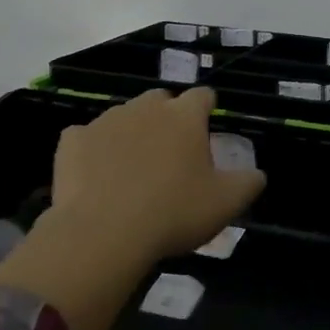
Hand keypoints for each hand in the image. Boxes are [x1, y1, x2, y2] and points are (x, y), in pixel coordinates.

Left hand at [48, 87, 264, 262]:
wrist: (103, 233)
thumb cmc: (173, 213)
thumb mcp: (226, 204)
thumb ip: (248, 183)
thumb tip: (257, 174)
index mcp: (185, 116)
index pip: (203, 95)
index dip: (207, 109)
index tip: (207, 128)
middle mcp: (146, 108)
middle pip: (161, 100)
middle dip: (167, 118)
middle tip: (171, 153)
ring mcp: (105, 121)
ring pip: (123, 116)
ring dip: (131, 132)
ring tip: (132, 167)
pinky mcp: (72, 141)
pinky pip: (85, 136)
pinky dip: (93, 149)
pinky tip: (95, 174)